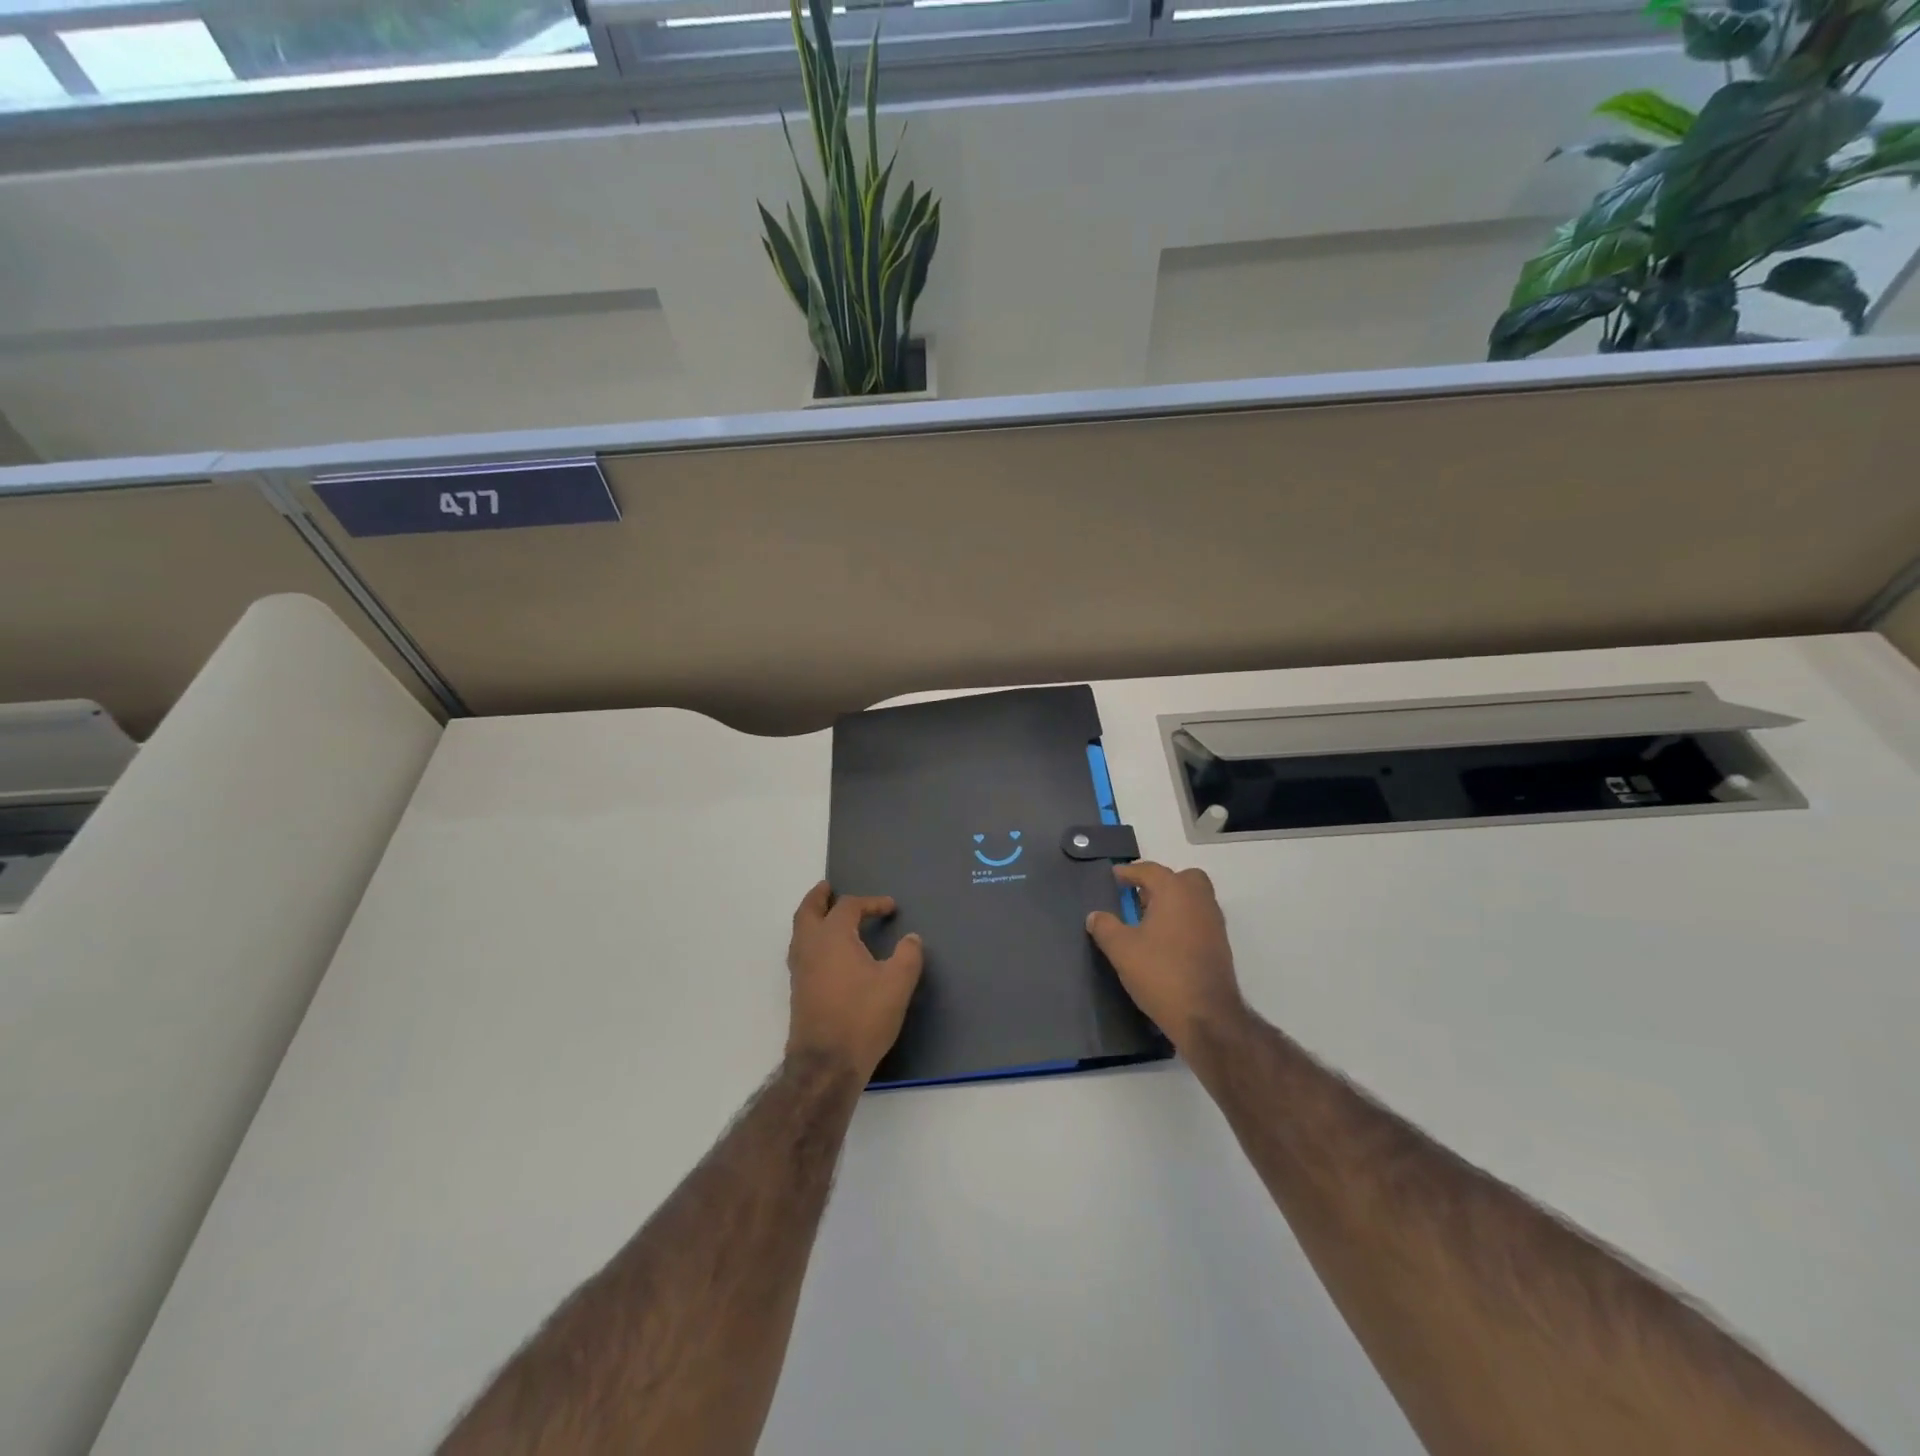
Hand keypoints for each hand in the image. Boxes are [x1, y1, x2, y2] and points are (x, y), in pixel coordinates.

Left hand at [786, 881, 924, 1080]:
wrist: (826, 1064)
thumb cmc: (863, 1017)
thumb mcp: (897, 984)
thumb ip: (908, 956)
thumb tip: (912, 938)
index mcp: (832, 936)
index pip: (849, 907)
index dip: (871, 903)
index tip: (890, 908)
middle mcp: (810, 946)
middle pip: (808, 911)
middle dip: (819, 897)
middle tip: (828, 888)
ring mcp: (800, 970)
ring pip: (800, 932)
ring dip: (811, 917)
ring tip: (826, 915)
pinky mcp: (798, 990)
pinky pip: (801, 951)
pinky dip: (811, 939)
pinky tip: (827, 953)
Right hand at [1086, 862, 1246, 1049]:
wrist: (1206, 1016)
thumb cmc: (1161, 973)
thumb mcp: (1122, 950)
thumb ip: (1105, 927)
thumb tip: (1095, 916)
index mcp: (1175, 891)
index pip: (1150, 870)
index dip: (1129, 872)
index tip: (1114, 876)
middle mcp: (1199, 900)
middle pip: (1182, 878)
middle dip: (1160, 883)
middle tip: (1139, 897)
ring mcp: (1214, 923)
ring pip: (1194, 898)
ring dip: (1173, 902)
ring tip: (1148, 920)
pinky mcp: (1220, 945)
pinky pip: (1199, 919)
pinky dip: (1183, 920)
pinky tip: (1166, 941)